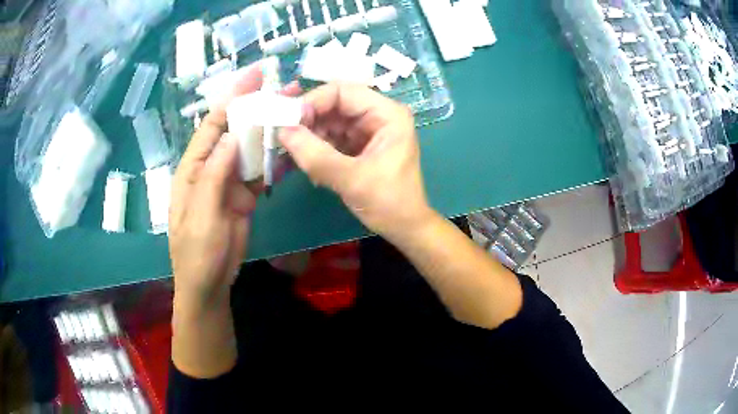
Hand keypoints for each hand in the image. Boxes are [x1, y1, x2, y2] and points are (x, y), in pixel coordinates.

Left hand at [169, 62, 300, 306]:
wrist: (208, 284)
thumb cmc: (197, 252)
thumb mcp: (202, 215)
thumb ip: (214, 175)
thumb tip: (231, 137)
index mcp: (193, 168)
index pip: (212, 125)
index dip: (232, 99)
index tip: (254, 76)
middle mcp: (210, 168)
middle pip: (234, 131)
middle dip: (256, 108)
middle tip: (284, 88)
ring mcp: (228, 182)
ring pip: (249, 149)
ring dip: (268, 131)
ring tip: (293, 111)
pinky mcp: (243, 196)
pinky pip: (259, 172)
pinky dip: (273, 160)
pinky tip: (290, 146)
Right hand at [279, 83, 433, 243]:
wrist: (404, 228)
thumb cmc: (389, 204)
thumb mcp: (352, 180)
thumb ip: (316, 156)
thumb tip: (282, 132)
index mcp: (387, 114)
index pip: (343, 92)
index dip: (313, 101)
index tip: (288, 121)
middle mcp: (378, 115)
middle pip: (334, 104)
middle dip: (308, 120)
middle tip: (286, 139)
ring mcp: (367, 130)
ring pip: (329, 121)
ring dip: (310, 136)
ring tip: (298, 156)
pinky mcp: (359, 145)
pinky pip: (331, 136)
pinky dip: (317, 147)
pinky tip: (309, 164)